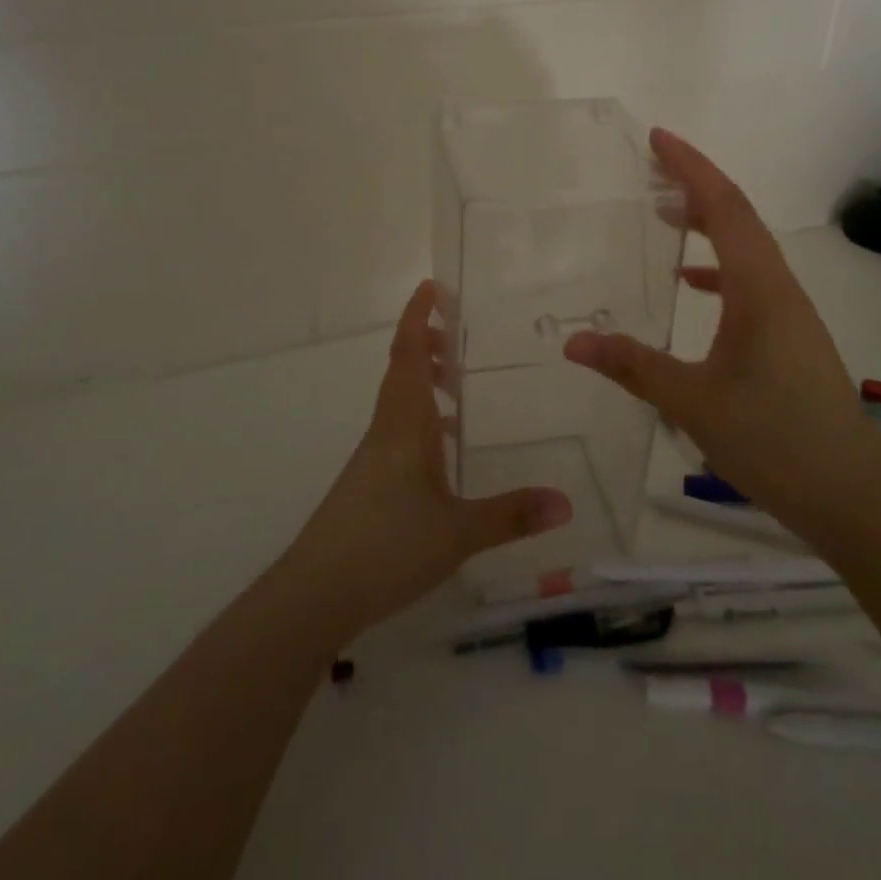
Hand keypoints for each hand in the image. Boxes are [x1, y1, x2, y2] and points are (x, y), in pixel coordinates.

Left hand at [285, 280, 572, 635]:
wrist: (314, 594)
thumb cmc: (386, 547)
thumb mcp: (457, 532)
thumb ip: (511, 515)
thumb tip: (566, 503)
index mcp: (403, 424)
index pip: (409, 354)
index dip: (418, 317)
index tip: (431, 286)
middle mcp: (386, 430)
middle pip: (402, 370)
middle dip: (426, 342)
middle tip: (457, 333)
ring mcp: (374, 456)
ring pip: (399, 400)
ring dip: (423, 379)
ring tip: (456, 383)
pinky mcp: (369, 481)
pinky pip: (398, 430)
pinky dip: (421, 419)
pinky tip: (443, 447)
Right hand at [564, 128, 880, 534]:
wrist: (854, 498)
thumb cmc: (775, 441)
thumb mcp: (693, 403)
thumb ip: (633, 366)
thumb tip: (573, 342)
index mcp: (760, 289)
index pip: (724, 208)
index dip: (691, 168)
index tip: (658, 139)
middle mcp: (780, 289)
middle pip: (738, 218)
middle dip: (697, 186)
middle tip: (653, 169)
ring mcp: (790, 314)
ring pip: (747, 250)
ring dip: (709, 225)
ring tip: (666, 216)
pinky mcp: (791, 338)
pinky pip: (751, 282)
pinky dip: (719, 270)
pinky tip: (692, 287)